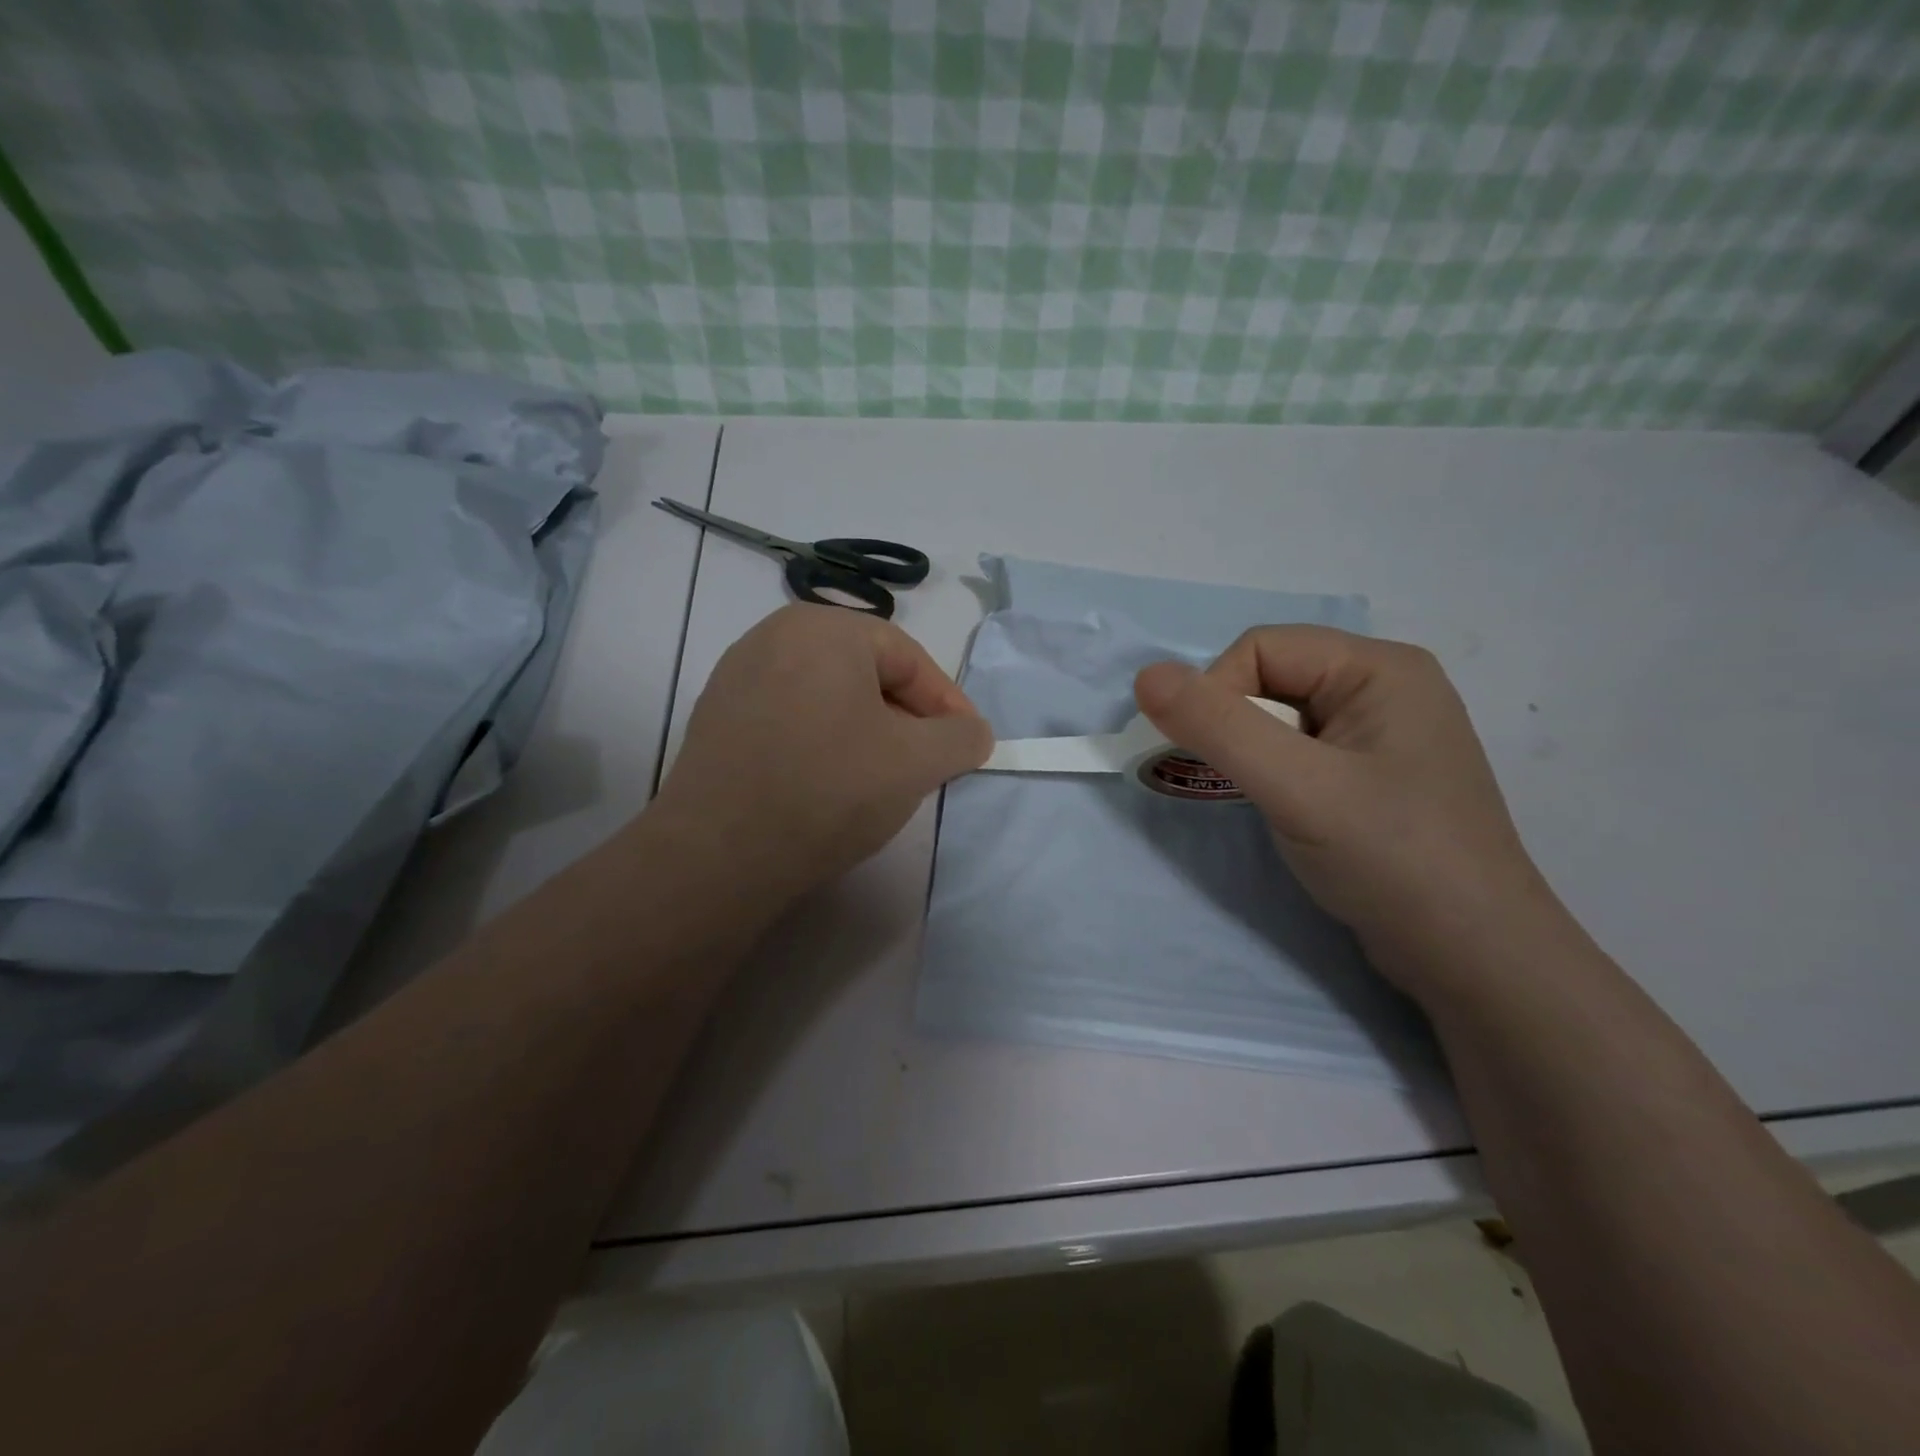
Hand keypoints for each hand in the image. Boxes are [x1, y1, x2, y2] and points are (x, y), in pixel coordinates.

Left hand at [654, 604, 991, 901]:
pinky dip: (822, 742)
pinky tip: (828, 784)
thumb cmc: (829, 789)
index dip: (947, 704)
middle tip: (927, 762)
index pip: (908, 658)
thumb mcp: (917, 762)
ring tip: (881, 778)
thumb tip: (972, 733)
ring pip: (827, 697)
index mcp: (823, 627)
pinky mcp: (716, 718)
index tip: (968, 746)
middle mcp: (773, 636)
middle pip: (865, 673)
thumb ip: (961, 738)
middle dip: (906, 718)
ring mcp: (737, 676)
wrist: (719, 854)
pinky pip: (790, 718)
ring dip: (866, 732)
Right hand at [1135, 628, 1557, 1001]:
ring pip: (1279, 719)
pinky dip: (1273, 775)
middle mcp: (1384, 687)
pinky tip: (1286, 813)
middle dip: (1235, 726)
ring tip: (1266, 803)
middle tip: (1239, 784)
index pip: (1261, 648)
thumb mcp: (1297, 787)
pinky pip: (1299, 752)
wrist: (1474, 959)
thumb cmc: (1392, 858)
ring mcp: (1381, 734)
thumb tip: (1145, 676)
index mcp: (1380, 667)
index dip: (1219, 693)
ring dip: (1251, 755)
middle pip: (1270, 679)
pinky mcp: (1372, 776)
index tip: (1212, 758)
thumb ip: (1218, 727)